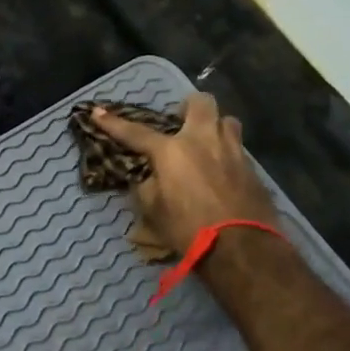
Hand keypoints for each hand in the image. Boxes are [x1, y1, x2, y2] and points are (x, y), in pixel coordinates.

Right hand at [91, 93, 279, 258]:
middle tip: (180, 121)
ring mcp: (233, 151)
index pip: (135, 132)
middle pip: (200, 102)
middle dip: (188, 106)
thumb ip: (148, 186)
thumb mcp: (154, 211)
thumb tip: (150, 177)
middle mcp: (203, 141)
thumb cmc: (188, 229)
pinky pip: (238, 148)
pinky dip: (227, 153)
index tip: (97, 111)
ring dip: (215, 126)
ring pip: (227, 120)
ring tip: (206, 143)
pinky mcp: (252, 168)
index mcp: (172, 151)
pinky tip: (222, 170)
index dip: (113, 123)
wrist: (242, 248)